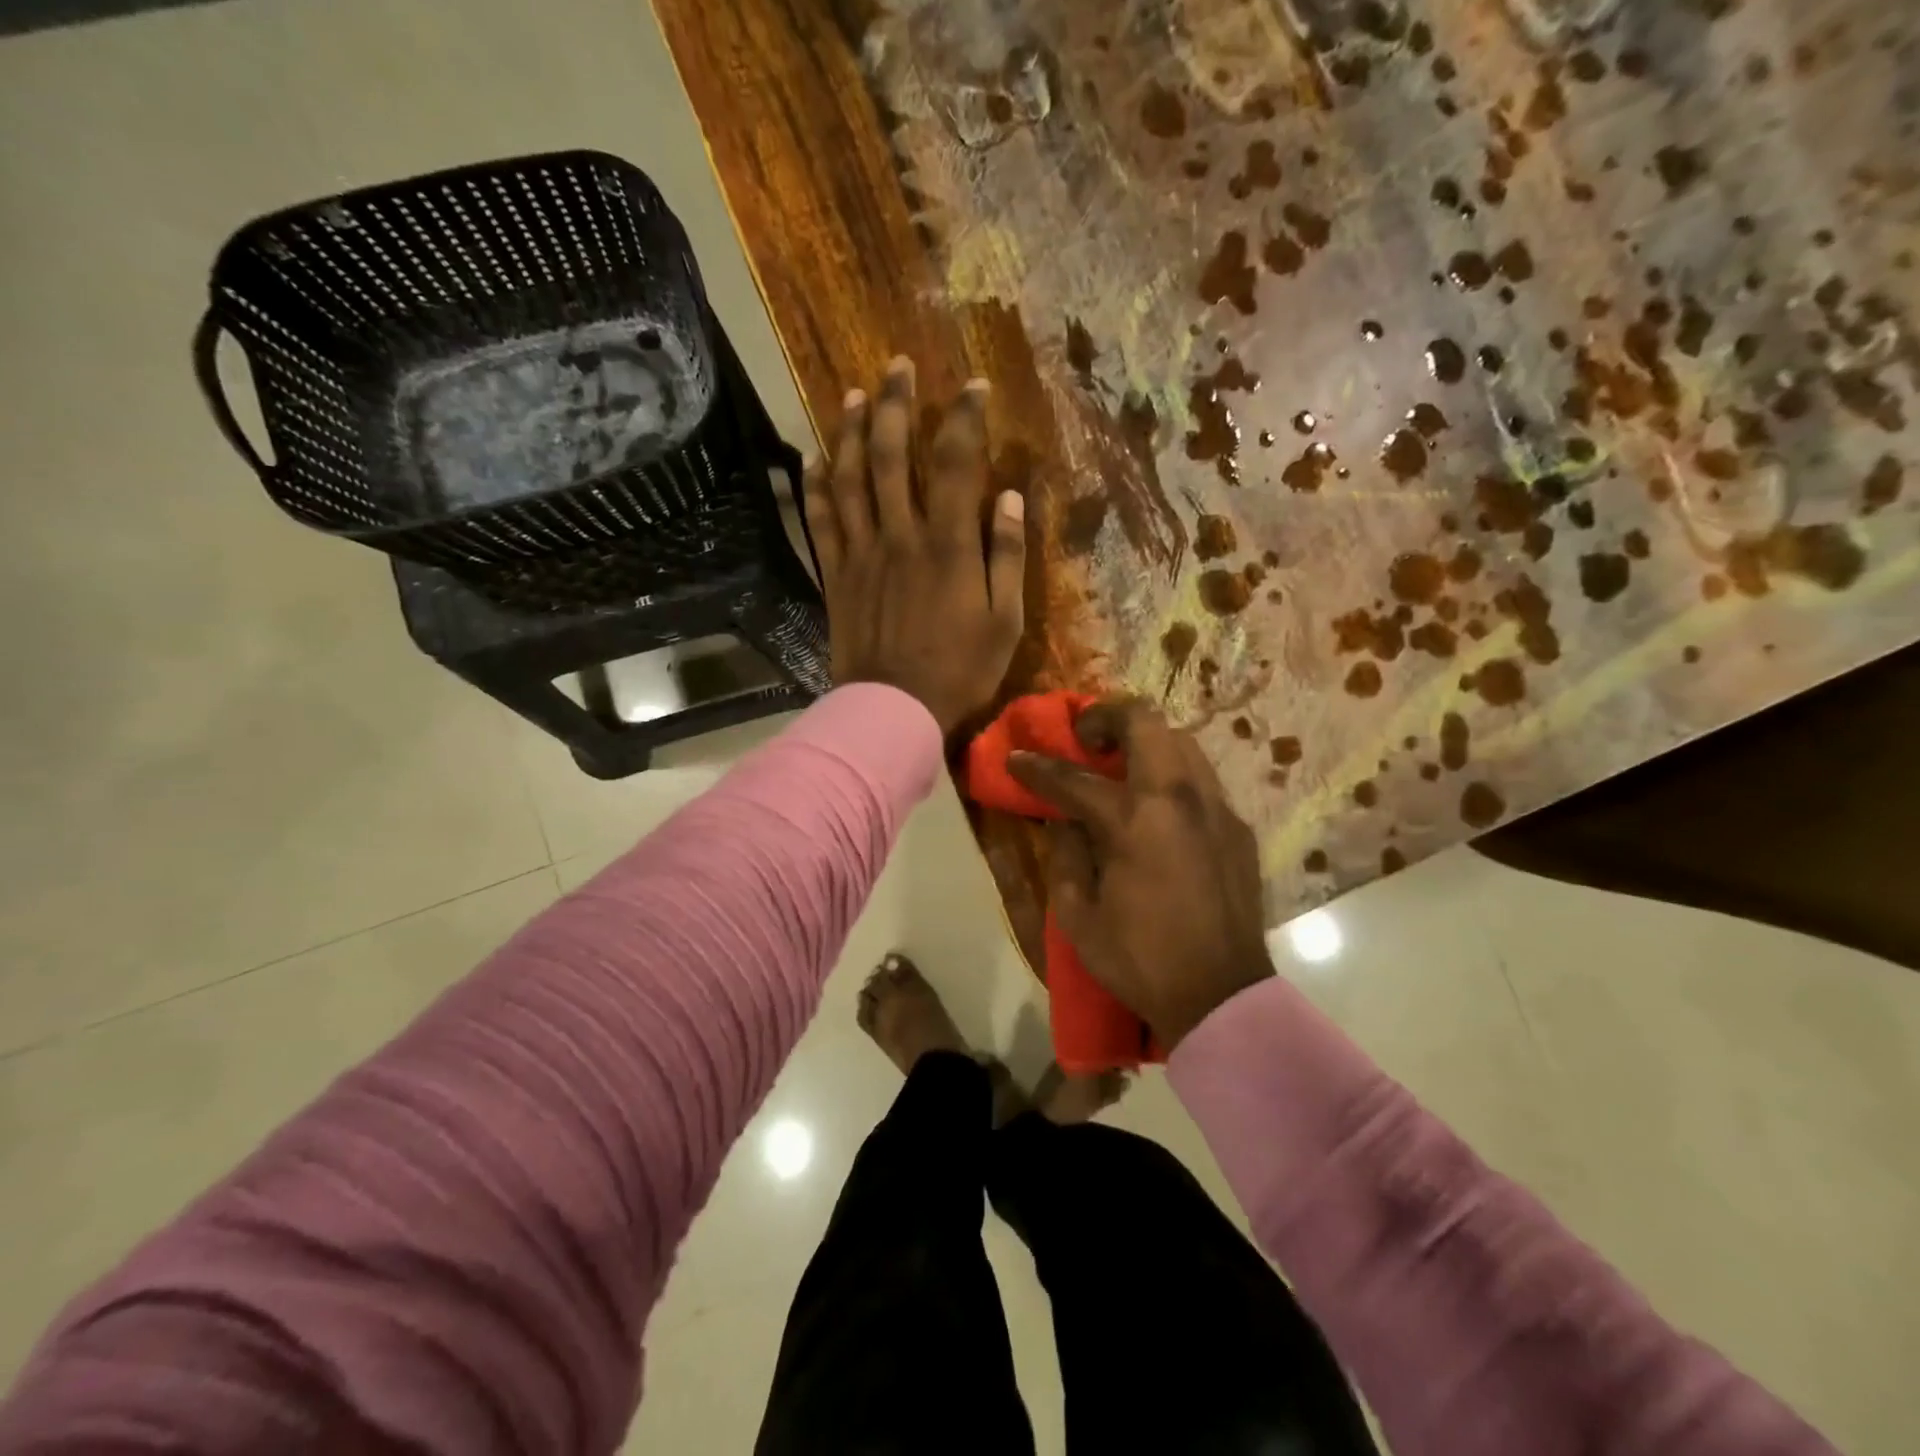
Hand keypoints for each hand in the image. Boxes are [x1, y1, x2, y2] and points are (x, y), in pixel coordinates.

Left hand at [802, 357, 1026, 736]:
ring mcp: (861, 553)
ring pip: (850, 478)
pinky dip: (816, 485)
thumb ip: (1007, 556)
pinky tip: (815, 457)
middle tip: (897, 366)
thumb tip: (1010, 497)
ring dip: (852, 431)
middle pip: (893, 456)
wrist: (895, 709)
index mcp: (948, 545)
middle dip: (897, 404)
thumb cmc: (960, 670)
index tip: (974, 388)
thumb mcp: (1005, 621)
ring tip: (854, 394)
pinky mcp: (835, 574)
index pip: (957, 463)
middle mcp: (901, 535)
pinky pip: (821, 520)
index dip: (966, 418)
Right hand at [1007, 699, 1273, 1048]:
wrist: (1222, 996)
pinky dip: (1172, 774)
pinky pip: (1202, 778)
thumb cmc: (1141, 960)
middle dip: (1105, 717)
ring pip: (1181, 740)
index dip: (1037, 767)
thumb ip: (1065, 856)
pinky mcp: (1237, 827)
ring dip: (1144, 741)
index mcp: (1134, 821)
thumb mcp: (1079, 916)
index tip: (1016, 758)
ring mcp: (1215, 808)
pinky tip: (1158, 808)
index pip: (1074, 778)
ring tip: (1121, 766)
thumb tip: (1063, 821)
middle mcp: (1179, 798)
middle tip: (1084, 740)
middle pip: (1144, 722)